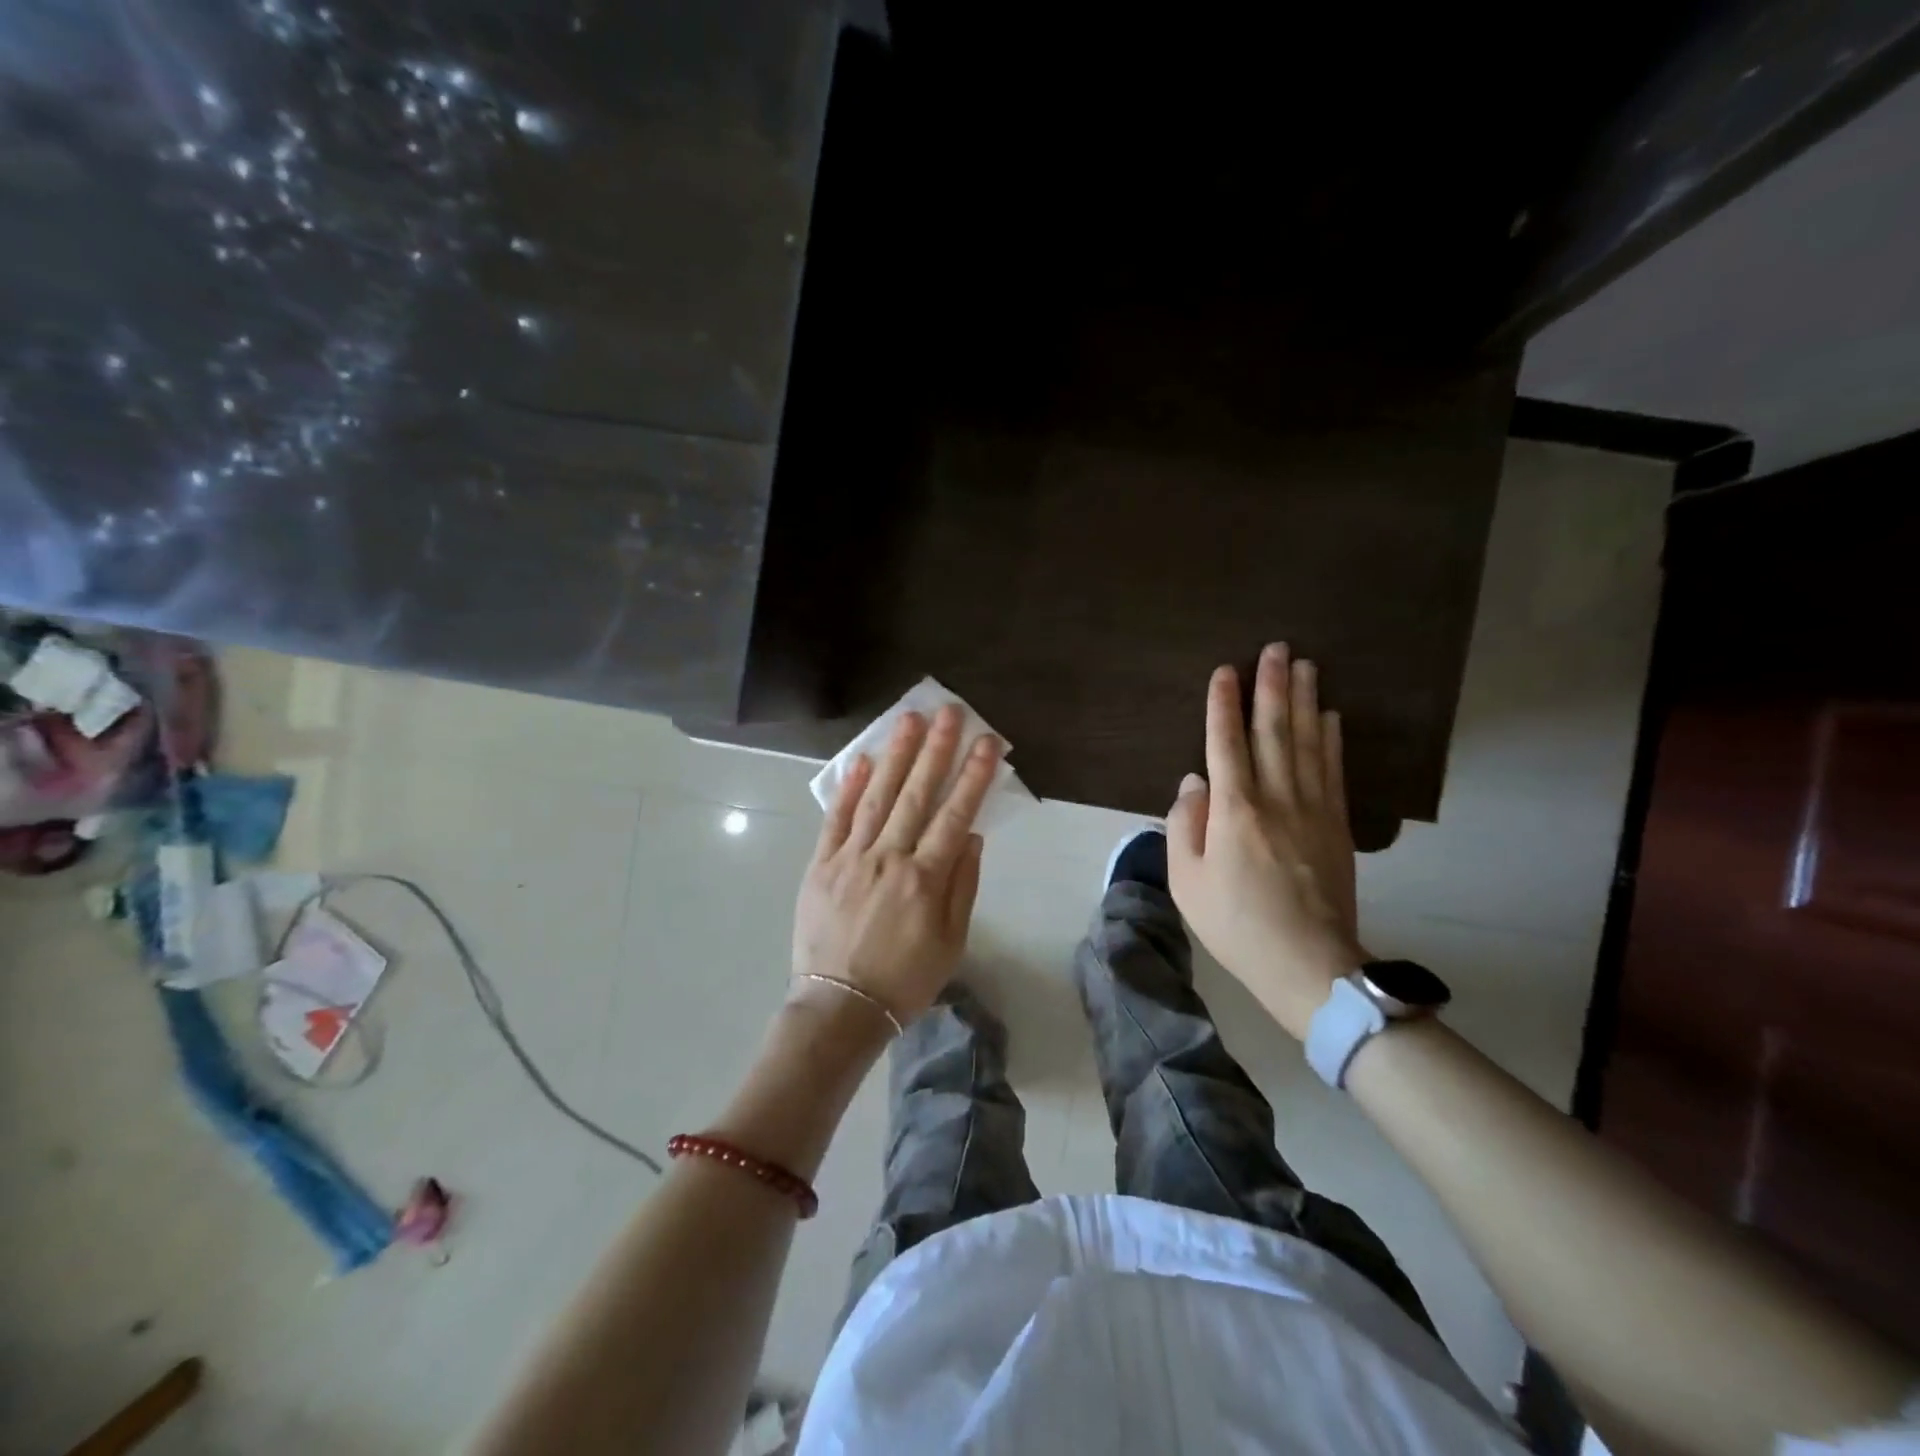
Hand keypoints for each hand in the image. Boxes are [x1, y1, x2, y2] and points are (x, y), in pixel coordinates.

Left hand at [792, 704, 1001, 1025]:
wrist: (840, 1007)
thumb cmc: (905, 979)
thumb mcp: (951, 942)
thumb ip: (963, 885)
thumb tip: (972, 836)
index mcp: (926, 879)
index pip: (956, 815)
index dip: (974, 776)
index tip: (987, 742)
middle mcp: (890, 858)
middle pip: (917, 794)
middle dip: (936, 749)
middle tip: (948, 712)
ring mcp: (851, 858)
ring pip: (878, 797)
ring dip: (895, 756)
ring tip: (908, 720)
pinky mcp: (821, 865)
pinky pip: (836, 819)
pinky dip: (849, 789)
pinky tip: (862, 760)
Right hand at [1167, 643, 1366, 1039]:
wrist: (1307, 963)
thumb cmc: (1235, 923)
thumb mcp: (1187, 881)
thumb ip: (1186, 826)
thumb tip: (1195, 784)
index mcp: (1234, 811)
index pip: (1226, 744)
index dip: (1224, 705)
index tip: (1225, 671)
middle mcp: (1276, 798)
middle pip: (1274, 731)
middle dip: (1272, 686)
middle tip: (1276, 648)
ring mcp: (1313, 810)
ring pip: (1308, 742)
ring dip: (1304, 700)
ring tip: (1304, 665)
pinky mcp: (1336, 826)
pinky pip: (1333, 771)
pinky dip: (1332, 739)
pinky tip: (1331, 716)